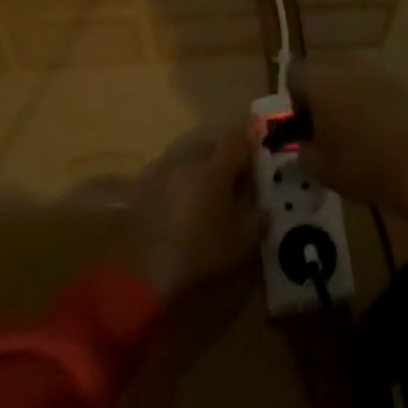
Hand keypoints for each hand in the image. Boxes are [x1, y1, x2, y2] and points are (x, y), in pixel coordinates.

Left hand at [121, 125, 264, 298]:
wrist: (146, 267)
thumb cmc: (201, 249)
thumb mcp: (242, 239)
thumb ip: (258, 217)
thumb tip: (263, 206)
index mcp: (216, 167)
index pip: (237, 140)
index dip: (248, 145)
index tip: (254, 158)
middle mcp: (188, 160)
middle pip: (209, 146)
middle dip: (221, 157)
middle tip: (229, 181)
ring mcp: (163, 170)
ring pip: (186, 158)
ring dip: (198, 169)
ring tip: (203, 194)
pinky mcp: (143, 185)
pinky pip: (168, 173)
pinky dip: (177, 182)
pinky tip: (178, 206)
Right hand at [293, 60, 407, 244]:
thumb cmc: (364, 165)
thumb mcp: (321, 169)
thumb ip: (305, 153)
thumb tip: (306, 147)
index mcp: (319, 80)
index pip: (294, 73)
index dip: (295, 99)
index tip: (306, 127)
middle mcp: (348, 66)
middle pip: (324, 68)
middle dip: (322, 93)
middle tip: (328, 129)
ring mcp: (381, 71)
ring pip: (353, 76)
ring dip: (350, 97)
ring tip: (359, 133)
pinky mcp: (407, 83)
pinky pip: (380, 87)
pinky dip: (376, 103)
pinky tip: (385, 134)